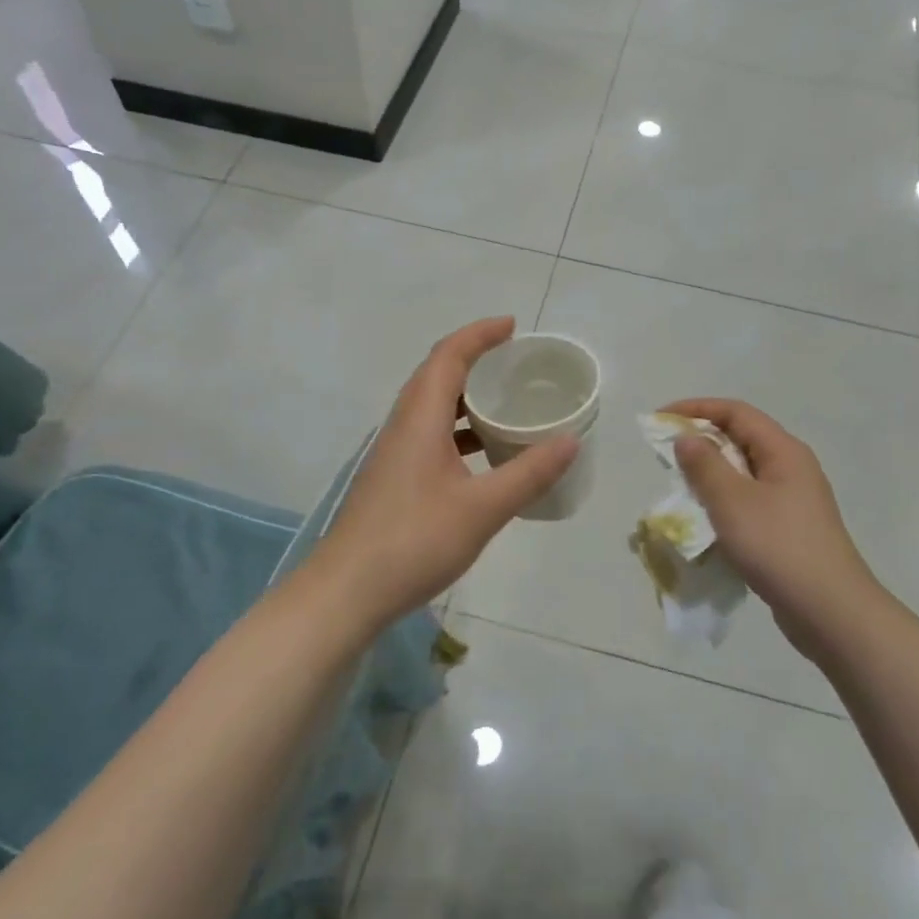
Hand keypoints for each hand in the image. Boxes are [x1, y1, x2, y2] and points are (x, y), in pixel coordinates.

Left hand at [310, 318, 579, 630]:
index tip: (512, 327)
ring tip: (506, 405)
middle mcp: (403, 425)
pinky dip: (459, 431)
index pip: (449, 356)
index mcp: (420, 418)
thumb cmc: (415, 541)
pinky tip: (482, 458)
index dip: (480, 334)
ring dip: (466, 398)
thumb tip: (571, 440)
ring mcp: (394, 453)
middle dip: (475, 360)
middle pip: (437, 375)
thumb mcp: (483, 508)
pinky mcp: (394, 478)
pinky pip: (430, 435)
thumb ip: (529, 473)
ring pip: (432, 408)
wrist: (348, 591)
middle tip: (515, 365)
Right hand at [662, 399, 879, 665]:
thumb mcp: (733, 502)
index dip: (695, 409)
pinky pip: (749, 502)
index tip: (659, 420)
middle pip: (740, 439)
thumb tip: (686, 438)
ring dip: (710, 475)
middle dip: (700, 442)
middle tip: (665, 457)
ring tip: (680, 489)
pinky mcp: (788, 529)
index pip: (736, 412)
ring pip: (743, 473)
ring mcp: (792, 500)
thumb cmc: (779, 547)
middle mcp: (791, 468)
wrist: (830, 612)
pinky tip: (706, 523)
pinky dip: (723, 503)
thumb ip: (705, 465)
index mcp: (783, 451)